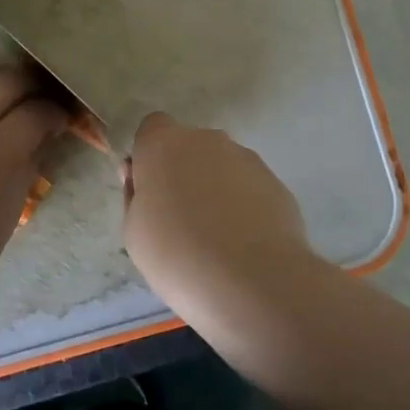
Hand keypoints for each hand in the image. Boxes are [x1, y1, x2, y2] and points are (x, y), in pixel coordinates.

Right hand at [122, 111, 320, 311]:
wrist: (252, 281)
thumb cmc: (177, 255)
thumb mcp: (134, 231)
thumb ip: (136, 194)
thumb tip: (143, 177)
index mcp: (164, 144)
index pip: (152, 128)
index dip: (150, 157)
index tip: (150, 190)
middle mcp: (206, 140)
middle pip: (189, 147)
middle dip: (184, 172)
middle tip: (181, 218)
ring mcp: (246, 158)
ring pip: (222, 166)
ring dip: (216, 188)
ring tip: (218, 237)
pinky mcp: (275, 182)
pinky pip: (249, 187)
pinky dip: (244, 205)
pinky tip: (244, 243)